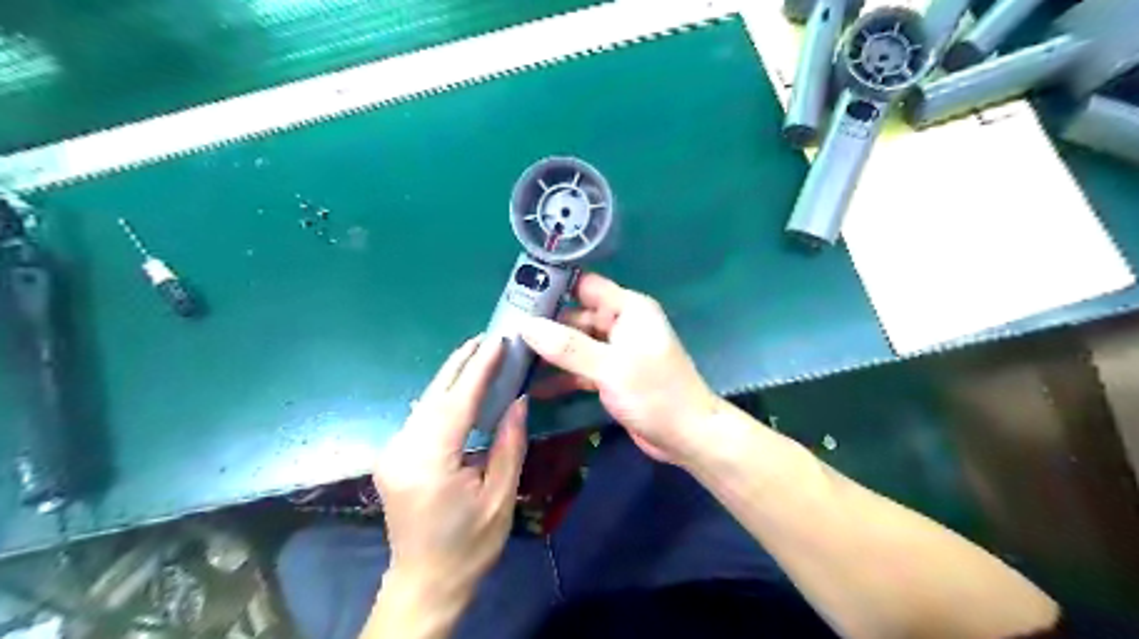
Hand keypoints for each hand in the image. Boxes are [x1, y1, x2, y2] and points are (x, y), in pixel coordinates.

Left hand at [377, 340, 532, 604]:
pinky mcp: (394, 456)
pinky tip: (459, 389)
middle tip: (487, 338)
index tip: (498, 341)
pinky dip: (443, 397)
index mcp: (430, 461)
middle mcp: (403, 449)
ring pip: (425, 403)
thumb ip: (508, 444)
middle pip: (434, 394)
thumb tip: (518, 400)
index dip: (479, 369)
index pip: (458, 402)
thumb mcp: (499, 498)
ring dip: (452, 378)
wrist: (425, 583)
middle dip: (461, 363)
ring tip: (479, 356)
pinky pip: (421, 417)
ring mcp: (393, 452)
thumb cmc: (469, 546)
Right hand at [519, 273, 714, 462]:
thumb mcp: (610, 367)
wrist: (687, 436)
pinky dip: (561, 376)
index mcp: (628, 309)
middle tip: (504, 332)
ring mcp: (615, 351)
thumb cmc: (655, 393)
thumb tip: (525, 325)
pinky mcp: (610, 376)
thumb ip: (568, 346)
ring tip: (511, 358)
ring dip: (549, 352)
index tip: (517, 293)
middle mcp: (620, 324)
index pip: (585, 285)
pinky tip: (533, 387)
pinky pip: (580, 369)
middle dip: (544, 324)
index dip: (554, 286)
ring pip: (574, 344)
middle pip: (575, 316)